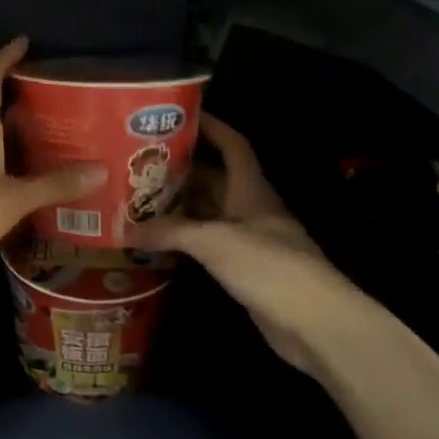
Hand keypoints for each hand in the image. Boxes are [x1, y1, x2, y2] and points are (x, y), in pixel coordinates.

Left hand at [0, 38, 104, 290]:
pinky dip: (4, 170)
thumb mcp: (14, 199)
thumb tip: (100, 170)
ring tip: (49, 149)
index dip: (5, 58)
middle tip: (55, 107)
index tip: (23, 43)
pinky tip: (23, 188)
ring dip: (13, 142)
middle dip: (20, 105)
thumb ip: (54, 185)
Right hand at [130, 115, 346, 375]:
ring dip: (179, 206)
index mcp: (251, 189)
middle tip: (139, 162)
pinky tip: (157, 241)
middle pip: (214, 178)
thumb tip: (124, 229)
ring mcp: (248, 240)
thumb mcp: (215, 241)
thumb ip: (169, 232)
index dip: (211, 126)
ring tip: (138, 198)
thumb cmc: (270, 266)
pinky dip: (184, 238)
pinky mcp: (244, 269)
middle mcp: (250, 208)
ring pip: (208, 212)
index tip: (181, 114)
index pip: (233, 145)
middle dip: (181, 168)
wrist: (315, 324)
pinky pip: (208, 243)